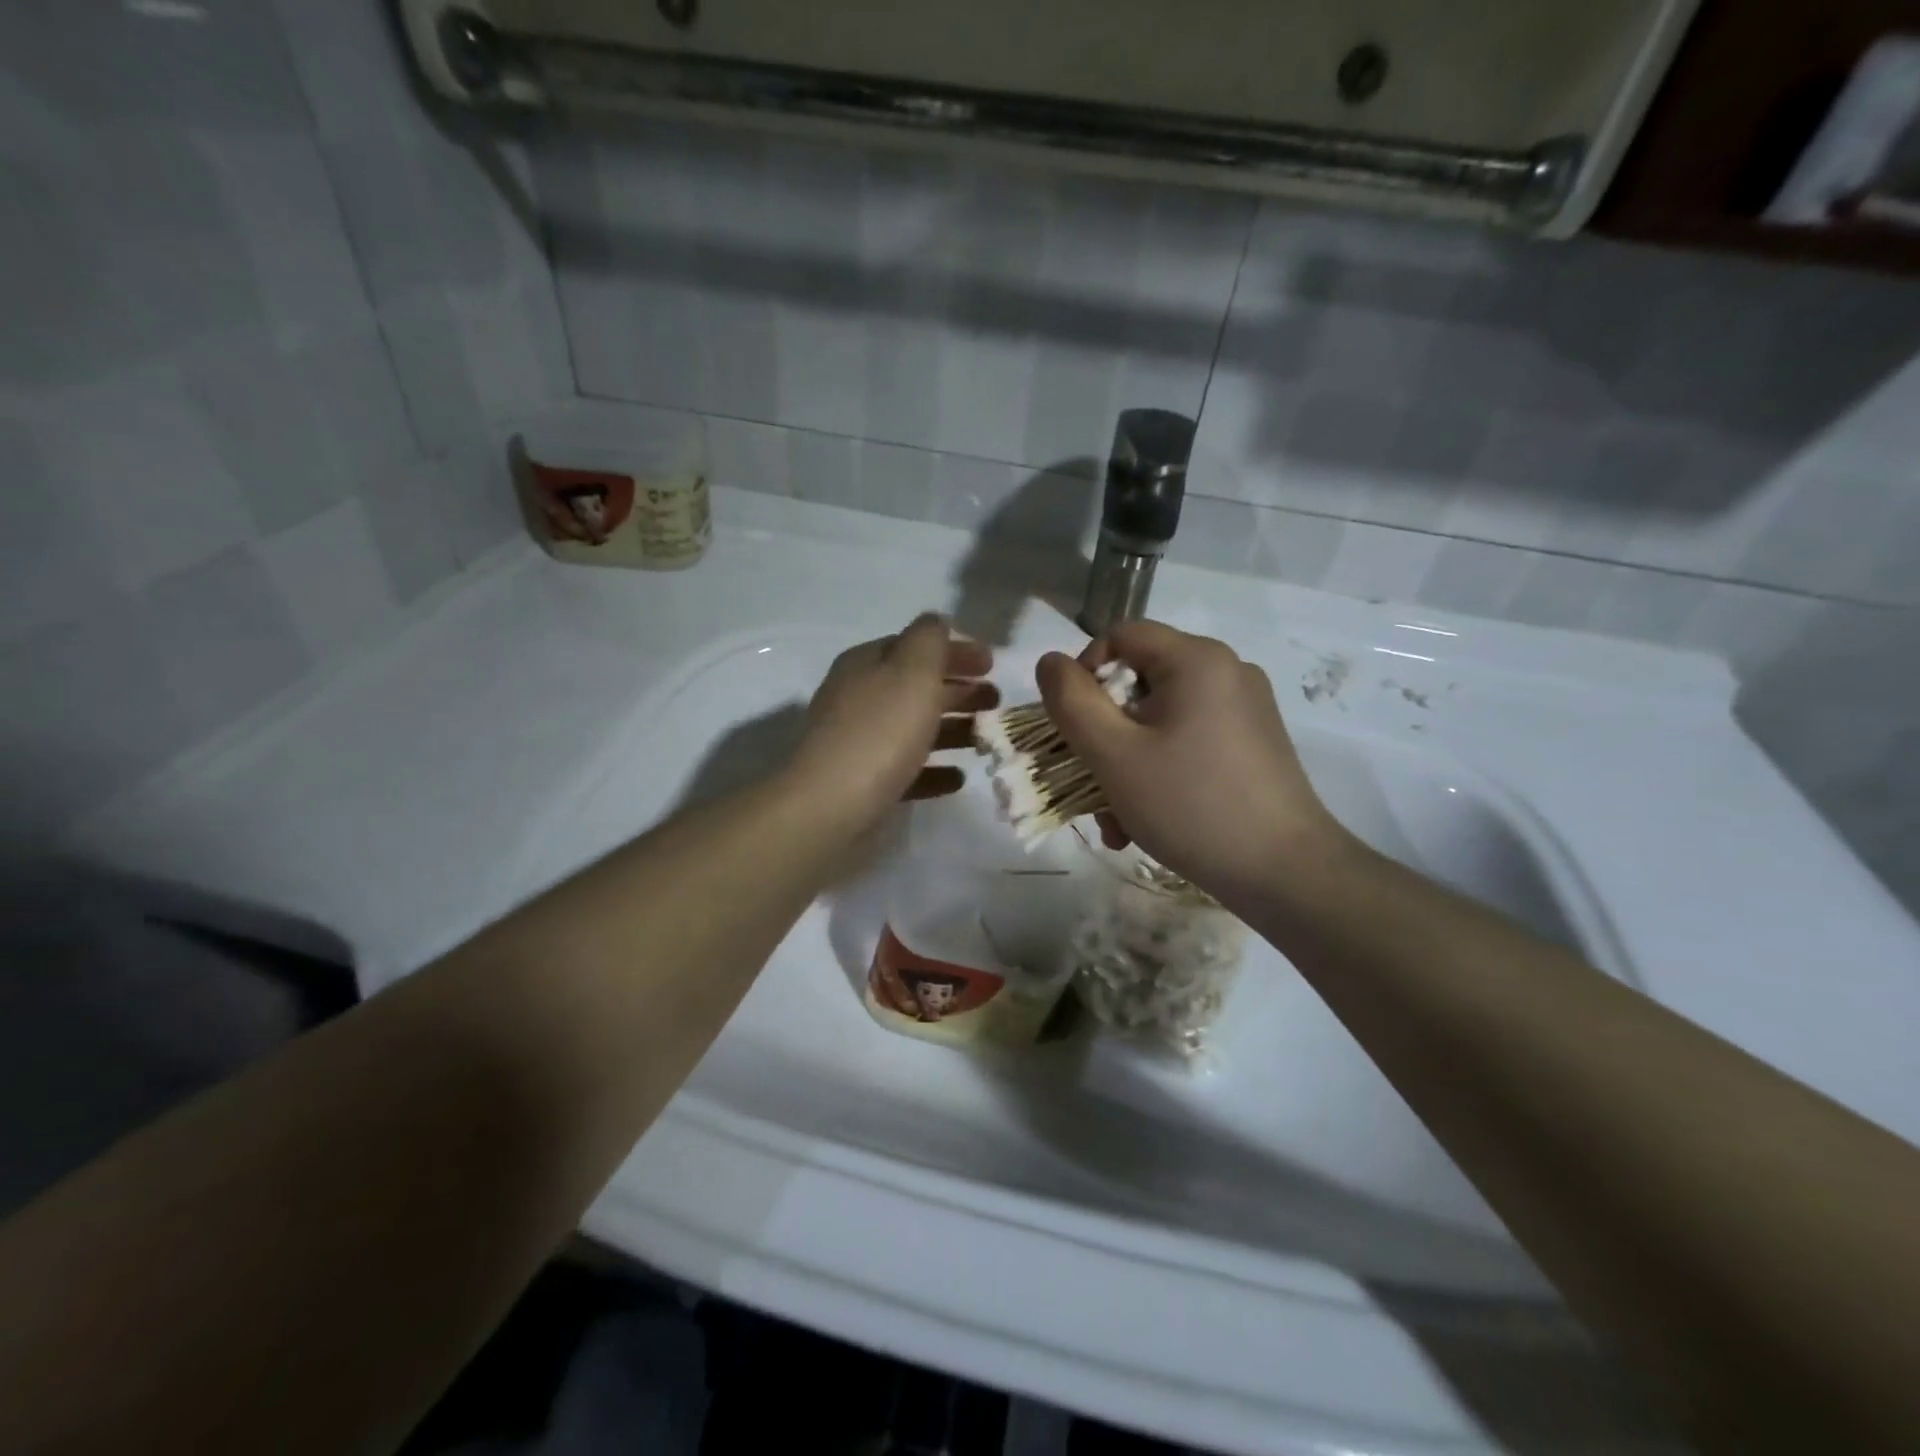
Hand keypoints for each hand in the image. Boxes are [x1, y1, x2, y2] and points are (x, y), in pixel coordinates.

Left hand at [789, 614, 995, 831]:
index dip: (954, 651)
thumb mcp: (911, 671)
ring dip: (952, 729)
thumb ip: (929, 640)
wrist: (831, 805)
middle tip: (996, 700)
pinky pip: (906, 769)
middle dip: (958, 690)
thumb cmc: (880, 731)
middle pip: (916, 687)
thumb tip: (936, 622)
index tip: (992, 664)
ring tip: (986, 740)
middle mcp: (858, 697)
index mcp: (866, 664)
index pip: (915, 646)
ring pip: (913, 727)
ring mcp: (858, 742)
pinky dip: (934, 770)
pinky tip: (958, 778)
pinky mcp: (863, 783)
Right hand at [1036, 621, 1343, 907]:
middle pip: (1139, 682)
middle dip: (1103, 734)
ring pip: (1160, 719)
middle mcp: (1226, 671)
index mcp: (1196, 659)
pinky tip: (1147, 822)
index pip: (1120, 635)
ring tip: (1117, 822)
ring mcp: (1245, 709)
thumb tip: (1050, 662)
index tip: (1074, 727)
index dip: (1084, 673)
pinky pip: (1189, 740)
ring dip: (1126, 763)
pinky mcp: (1254, 743)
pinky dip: (1159, 770)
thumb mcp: (1114, 754)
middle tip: (1089, 785)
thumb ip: (1071, 702)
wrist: (1286, 873)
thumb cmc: (1191, 805)